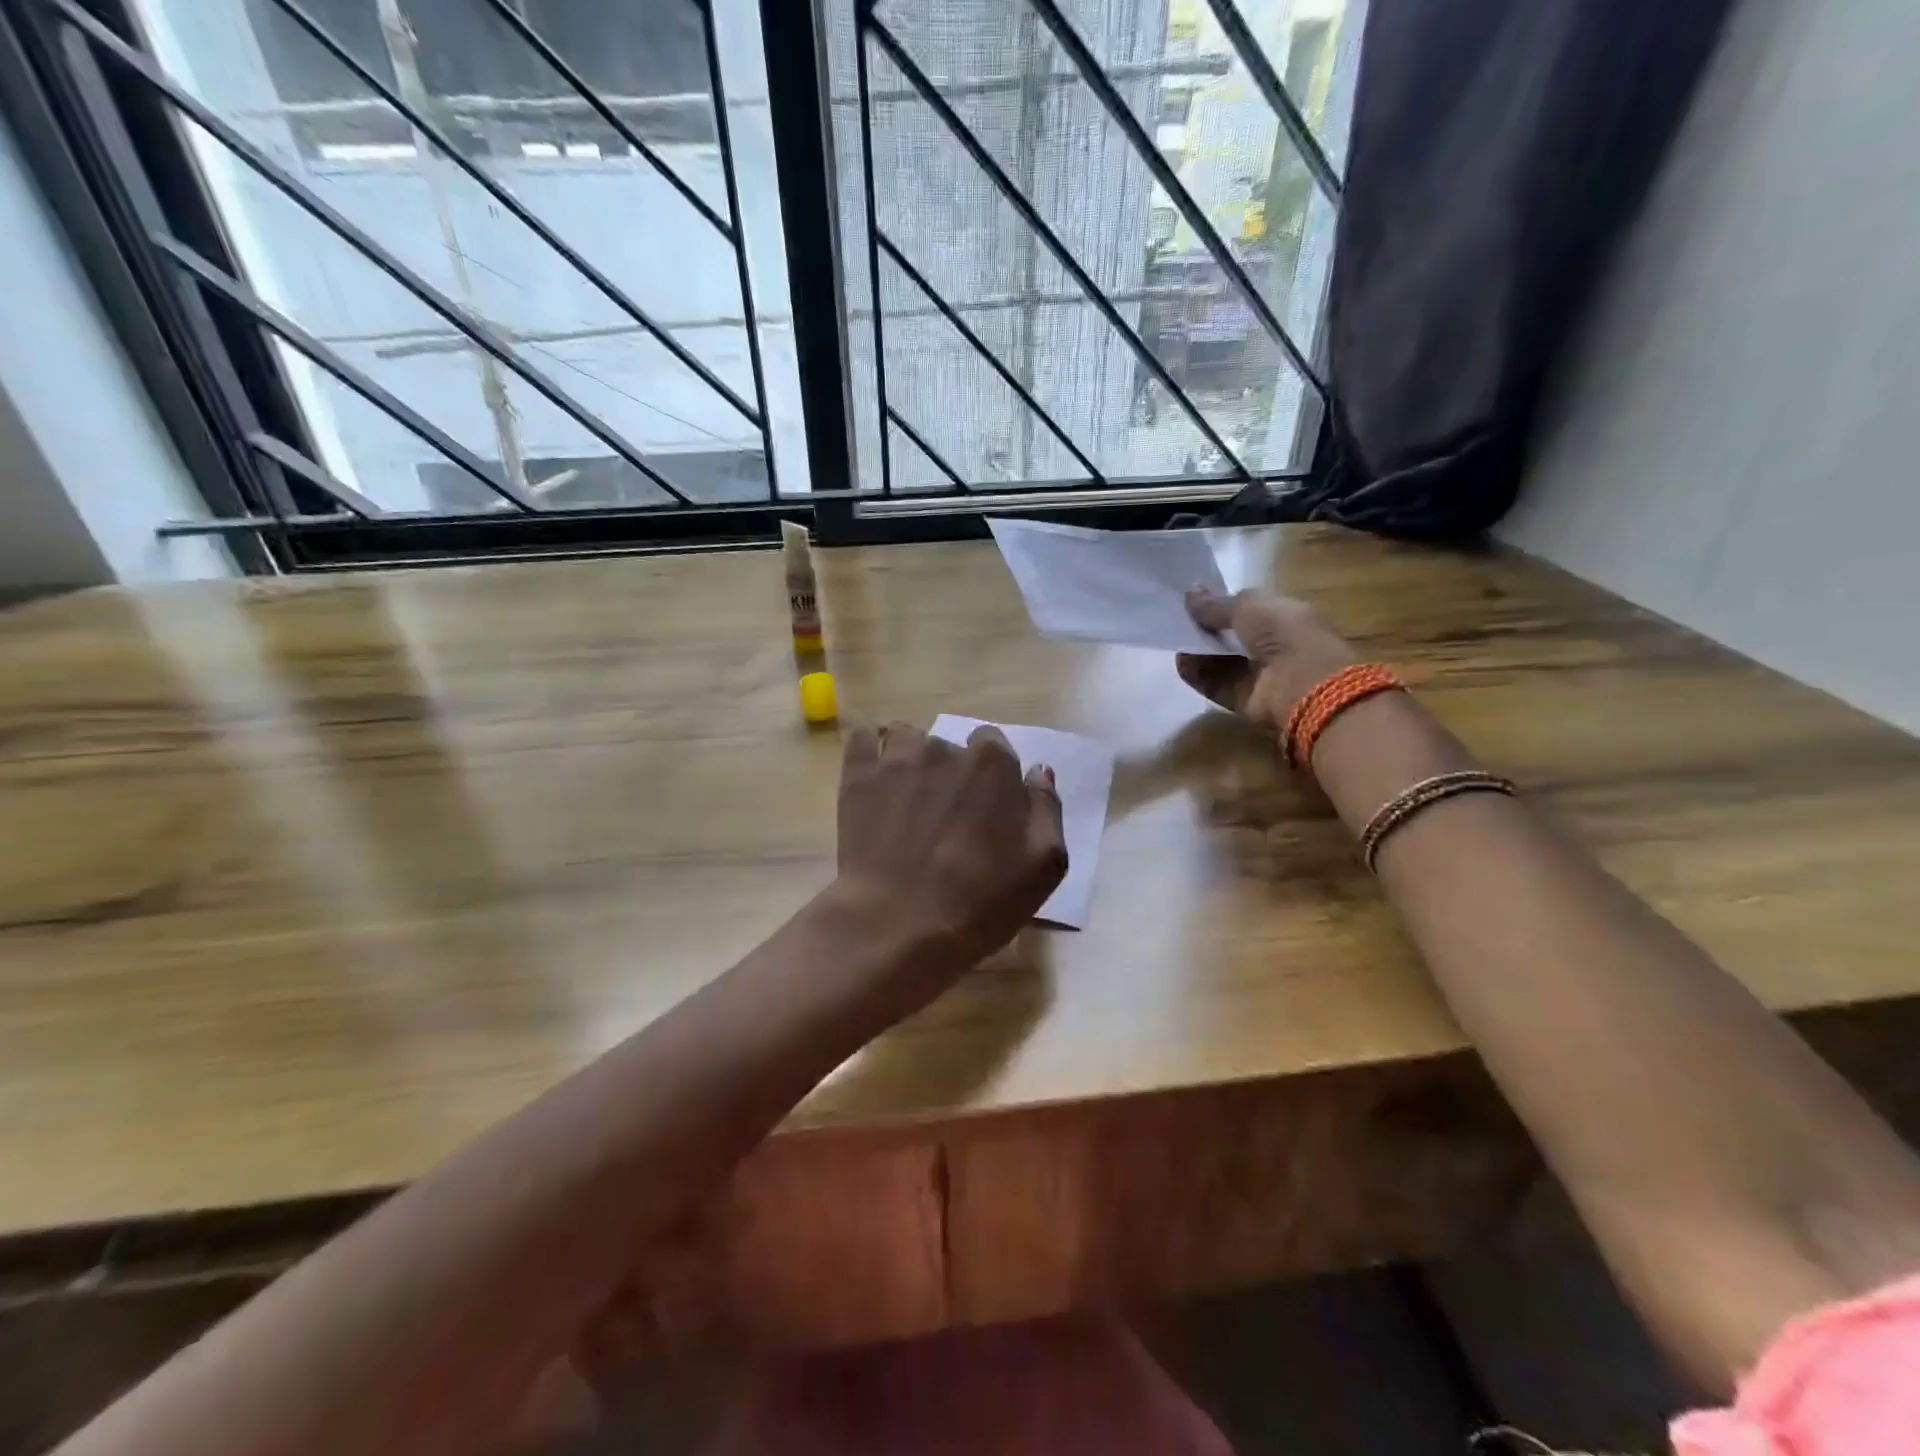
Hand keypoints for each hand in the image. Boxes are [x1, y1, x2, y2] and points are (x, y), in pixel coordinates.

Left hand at [834, 722, 1067, 974]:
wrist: (900, 925)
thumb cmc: (981, 901)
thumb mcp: (1045, 865)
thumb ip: (1047, 808)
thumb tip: (1036, 771)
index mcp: (993, 764)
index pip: (994, 744)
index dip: (989, 775)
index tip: (983, 807)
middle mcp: (945, 748)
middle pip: (949, 746)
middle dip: (949, 773)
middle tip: (944, 818)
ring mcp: (896, 759)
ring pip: (906, 738)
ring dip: (909, 758)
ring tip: (905, 799)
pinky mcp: (857, 776)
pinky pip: (861, 738)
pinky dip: (868, 749)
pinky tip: (872, 774)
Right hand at [1176, 590, 1359, 737]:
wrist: (1303, 685)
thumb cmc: (1284, 633)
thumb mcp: (1248, 606)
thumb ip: (1216, 604)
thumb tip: (1189, 593)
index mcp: (1286, 616)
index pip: (1251, 609)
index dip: (1224, 605)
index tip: (1195, 602)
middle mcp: (1275, 645)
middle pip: (1234, 637)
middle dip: (1209, 629)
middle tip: (1180, 622)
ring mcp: (1261, 675)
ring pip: (1223, 662)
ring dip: (1200, 652)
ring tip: (1175, 641)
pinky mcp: (1246, 700)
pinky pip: (1217, 685)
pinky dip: (1199, 675)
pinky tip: (1180, 664)